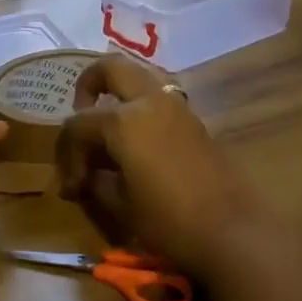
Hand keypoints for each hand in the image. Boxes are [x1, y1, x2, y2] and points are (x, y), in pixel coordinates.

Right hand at [55, 56, 281, 278]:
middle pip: (110, 68)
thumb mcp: (120, 205)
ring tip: (109, 132)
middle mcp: (148, 101)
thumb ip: (95, 182)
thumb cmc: (169, 221)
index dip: (67, 156)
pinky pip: (158, 99)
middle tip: (82, 112)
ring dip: (118, 95)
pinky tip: (135, 144)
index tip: (72, 189)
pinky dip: (139, 109)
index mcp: (123, 120)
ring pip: (138, 78)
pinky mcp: (194, 121)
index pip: (78, 125)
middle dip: (88, 85)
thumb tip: (85, 177)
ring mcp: (176, 107)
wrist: (234, 232)